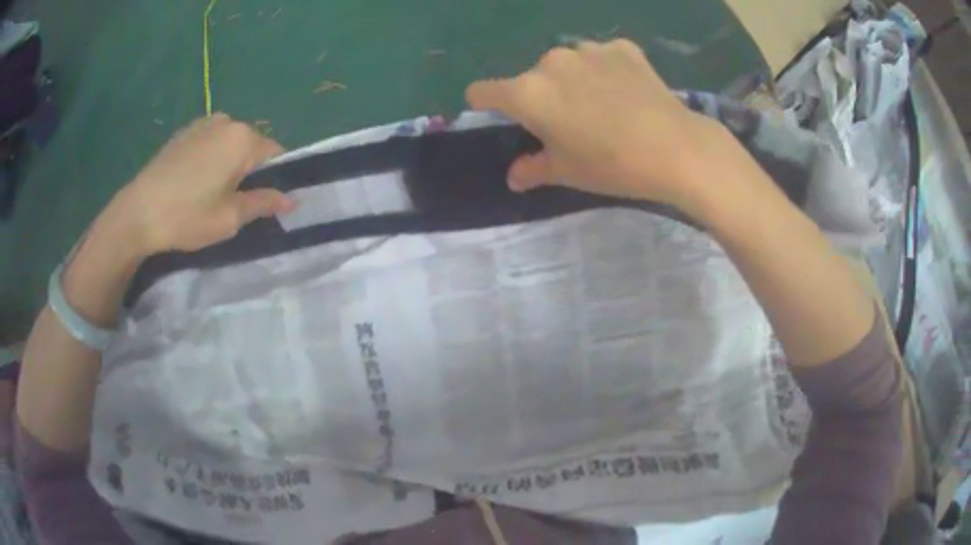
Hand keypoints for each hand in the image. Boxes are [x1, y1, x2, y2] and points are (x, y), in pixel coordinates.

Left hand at [111, 113, 294, 255]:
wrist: (138, 213)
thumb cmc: (187, 216)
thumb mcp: (230, 218)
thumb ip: (264, 203)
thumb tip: (291, 199)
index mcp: (243, 139)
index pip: (277, 154)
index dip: (275, 179)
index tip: (262, 202)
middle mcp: (228, 121)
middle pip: (253, 146)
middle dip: (250, 171)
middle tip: (232, 202)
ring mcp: (204, 122)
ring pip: (231, 143)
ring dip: (230, 164)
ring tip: (210, 192)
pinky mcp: (185, 130)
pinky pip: (211, 141)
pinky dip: (211, 158)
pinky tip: (193, 181)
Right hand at [466, 39, 736, 213]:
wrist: (675, 148)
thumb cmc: (611, 165)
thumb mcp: (566, 172)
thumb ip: (532, 169)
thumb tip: (514, 177)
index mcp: (528, 93)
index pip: (484, 91)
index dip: (485, 104)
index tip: (500, 114)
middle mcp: (551, 62)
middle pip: (531, 78)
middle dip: (542, 97)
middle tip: (570, 123)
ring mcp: (589, 50)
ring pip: (567, 64)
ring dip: (574, 80)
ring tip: (603, 106)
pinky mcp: (622, 48)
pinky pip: (602, 57)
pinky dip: (606, 71)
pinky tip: (627, 91)